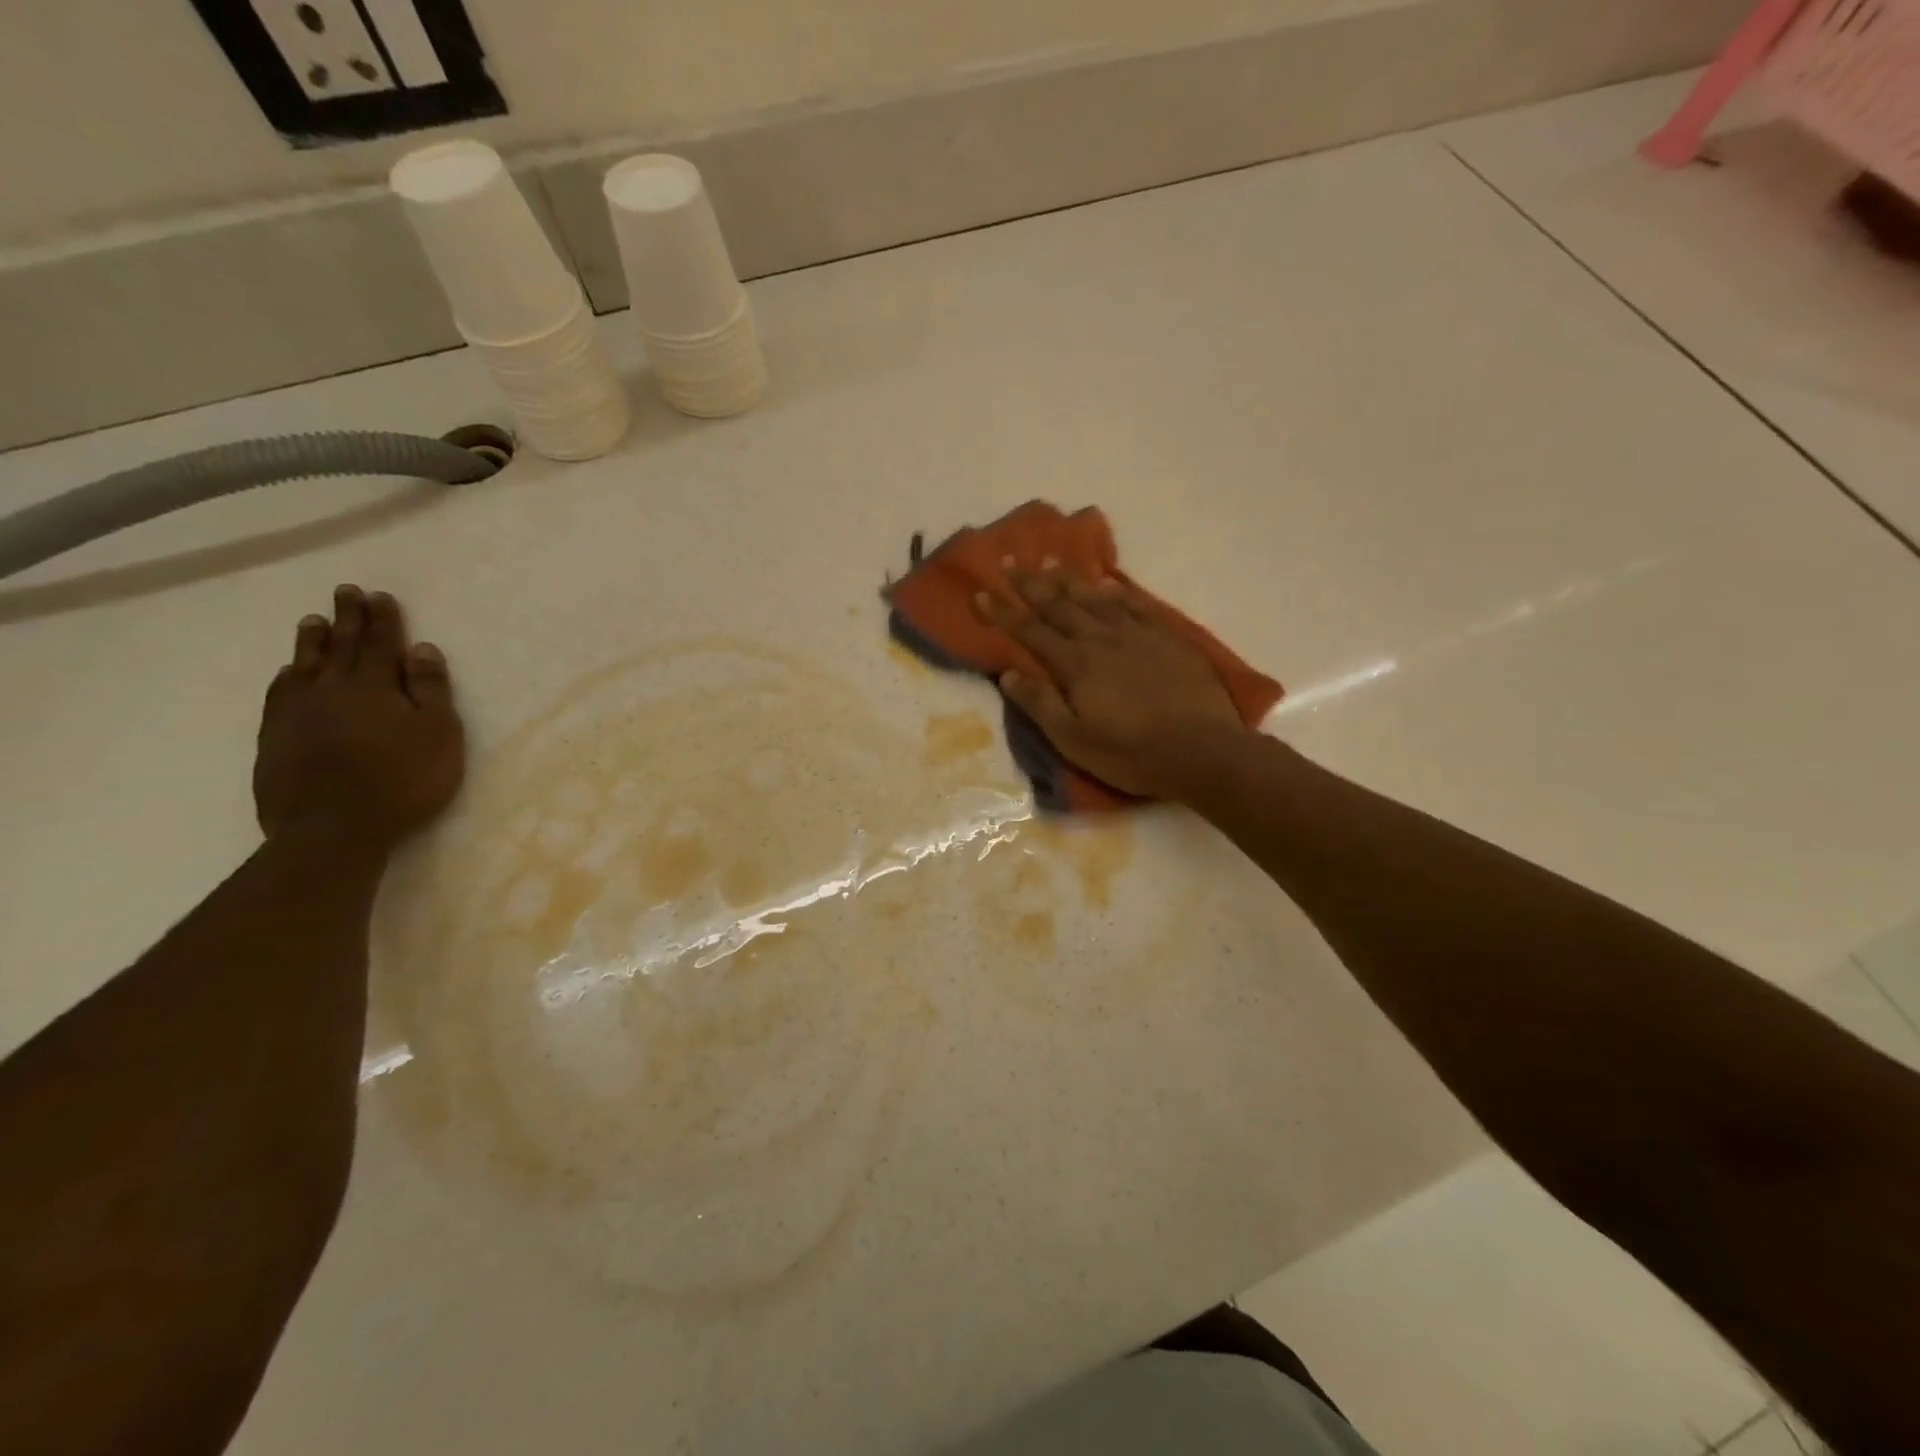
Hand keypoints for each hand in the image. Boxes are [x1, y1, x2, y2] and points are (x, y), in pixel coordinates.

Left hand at [254, 585, 466, 852]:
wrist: (334, 829)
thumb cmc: (403, 780)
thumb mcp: (438, 734)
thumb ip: (430, 690)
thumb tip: (421, 649)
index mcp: (374, 688)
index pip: (379, 644)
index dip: (382, 619)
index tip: (380, 595)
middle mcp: (331, 691)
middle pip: (339, 647)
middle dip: (347, 619)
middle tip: (345, 592)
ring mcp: (296, 715)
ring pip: (304, 667)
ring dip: (311, 642)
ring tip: (312, 621)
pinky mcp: (275, 740)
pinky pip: (279, 696)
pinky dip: (286, 678)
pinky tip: (287, 673)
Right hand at [978, 570, 1251, 799]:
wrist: (1202, 749)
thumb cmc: (1131, 753)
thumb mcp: (1074, 740)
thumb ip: (1040, 704)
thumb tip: (1009, 674)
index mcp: (1075, 664)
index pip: (1030, 631)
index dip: (1003, 612)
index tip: (981, 593)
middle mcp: (1101, 639)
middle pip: (1059, 605)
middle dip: (1031, 584)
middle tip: (1010, 562)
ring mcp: (1137, 634)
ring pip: (1095, 598)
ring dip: (1069, 579)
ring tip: (1049, 562)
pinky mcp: (1167, 637)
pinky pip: (1135, 604)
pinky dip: (1115, 591)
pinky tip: (1106, 583)